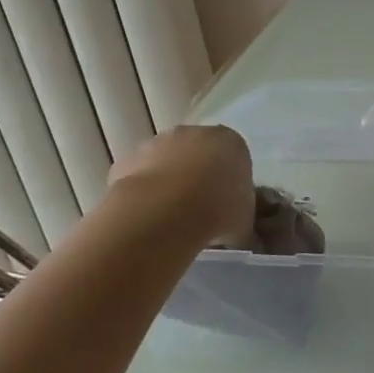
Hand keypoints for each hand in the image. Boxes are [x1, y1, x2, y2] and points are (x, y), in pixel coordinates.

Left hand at [107, 125, 254, 244]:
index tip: (225, 205)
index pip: (234, 157)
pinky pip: (138, 176)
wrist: (164, 213)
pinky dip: (142, 192)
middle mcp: (194, 134)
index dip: (229, 181)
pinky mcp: (128, 160)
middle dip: (197, 176)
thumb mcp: (244, 222)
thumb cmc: (218, 210)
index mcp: (231, 142)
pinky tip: (146, 217)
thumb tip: (244, 239)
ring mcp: (157, 143)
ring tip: (169, 217)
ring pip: (166, 162)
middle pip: (198, 153)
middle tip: (198, 209)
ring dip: (168, 182)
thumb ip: (243, 223)